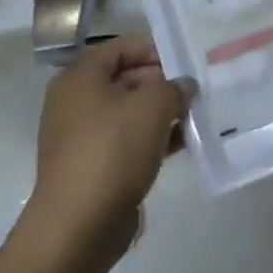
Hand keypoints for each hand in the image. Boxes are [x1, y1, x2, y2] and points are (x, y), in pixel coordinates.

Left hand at [25, 35, 189, 268]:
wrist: (79, 225)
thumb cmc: (113, 150)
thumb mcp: (153, 106)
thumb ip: (174, 87)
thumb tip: (183, 86)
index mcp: (80, 77)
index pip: (122, 47)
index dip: (155, 47)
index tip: (186, 59)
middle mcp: (75, 101)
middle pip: (126, 78)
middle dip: (162, 82)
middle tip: (196, 89)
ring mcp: (82, 137)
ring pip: (129, 113)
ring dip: (162, 113)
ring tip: (195, 116)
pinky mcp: (93, 167)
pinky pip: (127, 142)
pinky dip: (153, 139)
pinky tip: (183, 144)